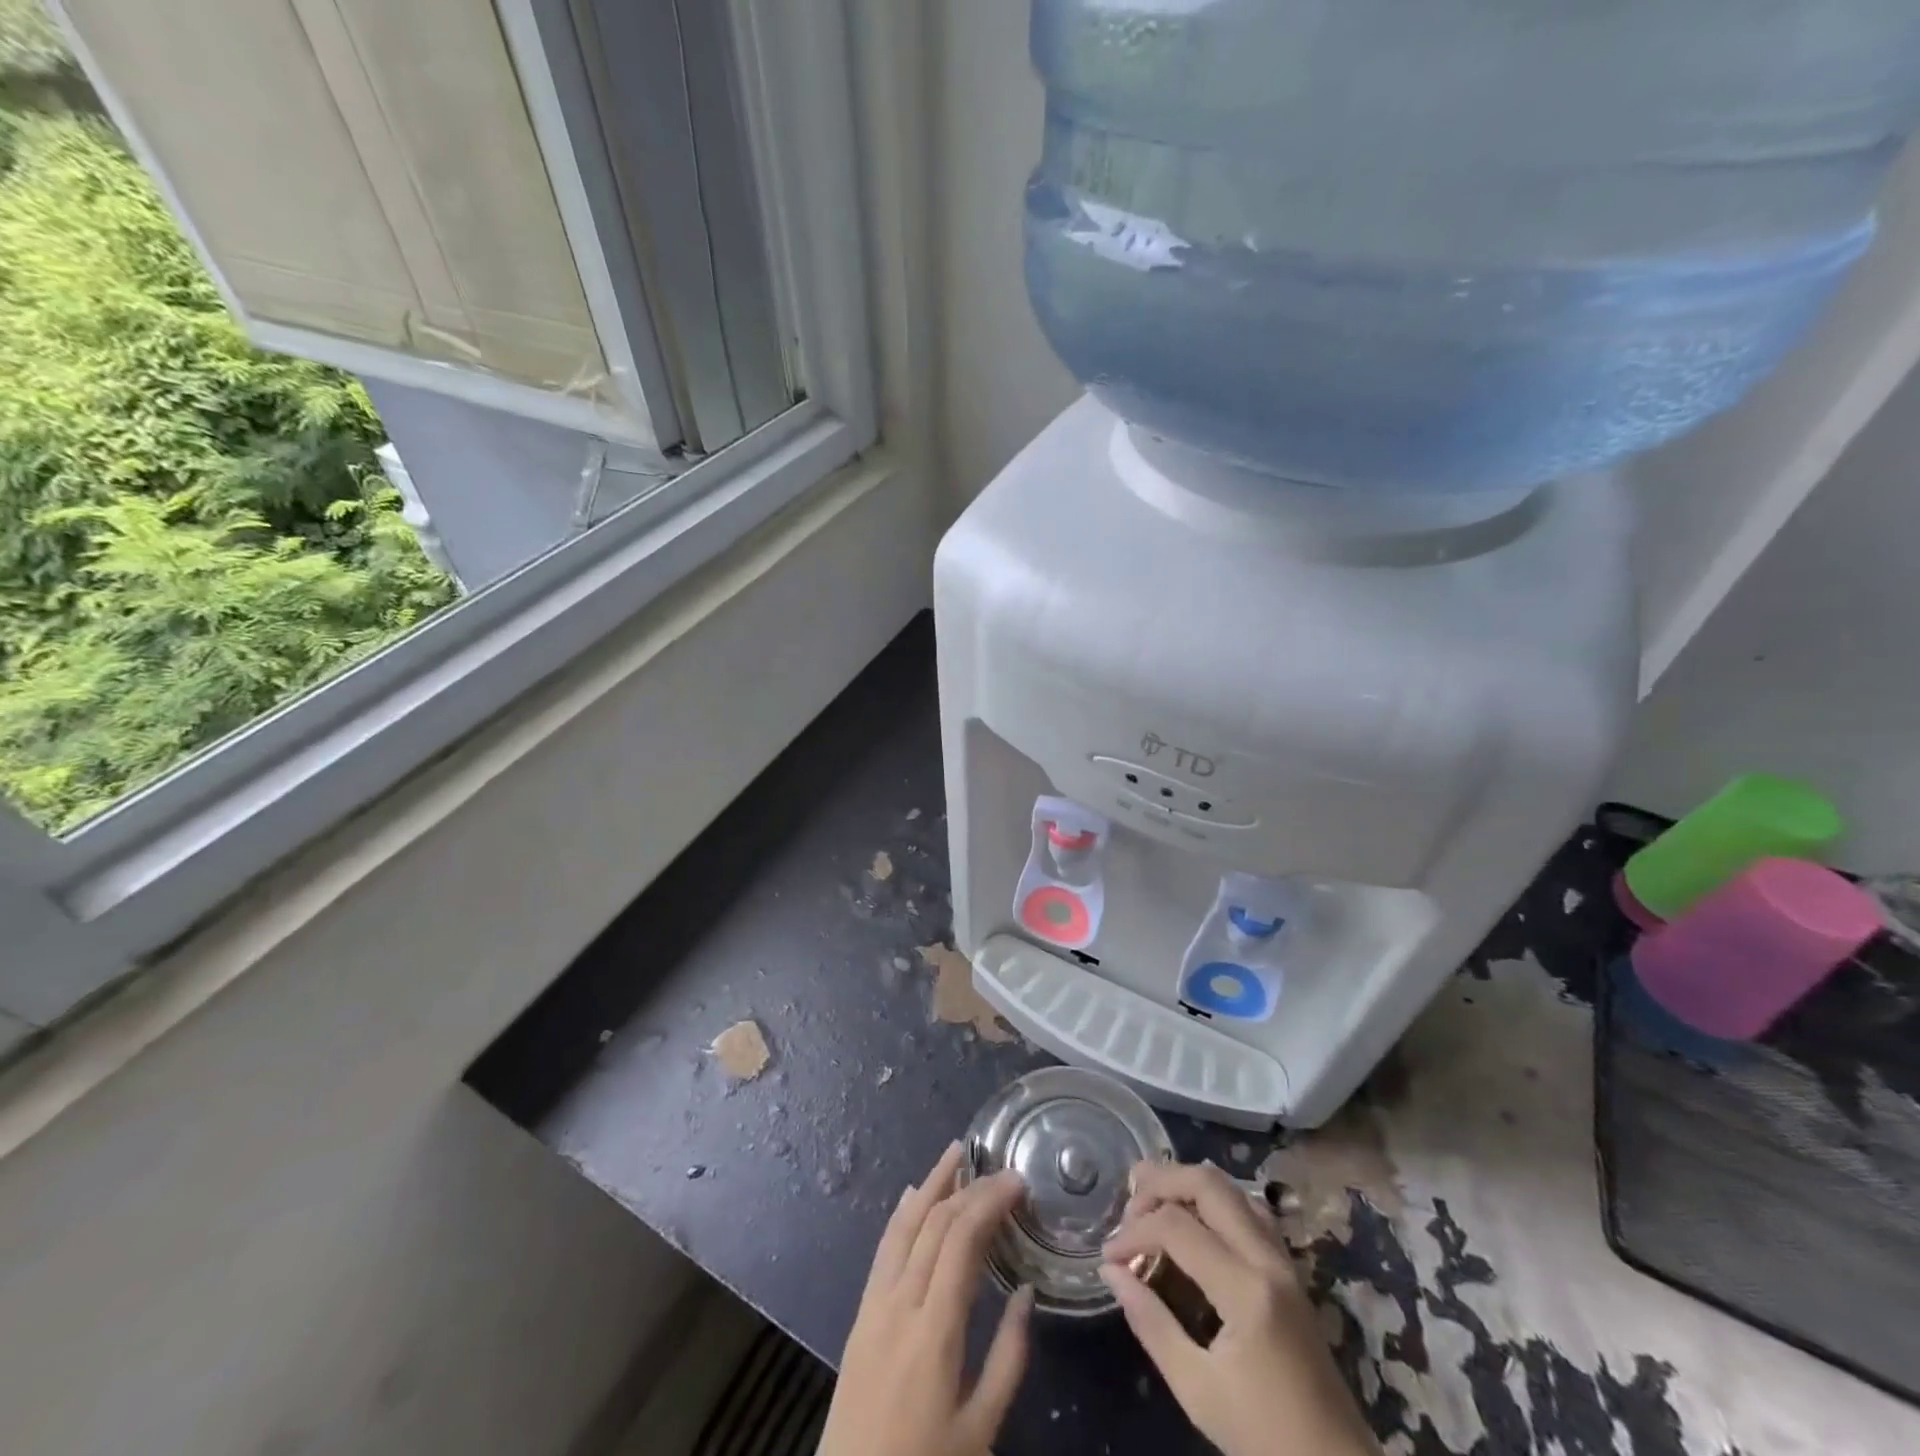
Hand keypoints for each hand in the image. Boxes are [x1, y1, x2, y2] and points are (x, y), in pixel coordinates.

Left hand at [818, 1141, 1033, 1455]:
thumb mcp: (980, 1428)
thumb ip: (1008, 1358)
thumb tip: (1027, 1292)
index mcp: (934, 1331)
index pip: (961, 1241)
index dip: (988, 1202)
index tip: (1016, 1181)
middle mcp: (900, 1304)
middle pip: (934, 1225)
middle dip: (968, 1188)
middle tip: (999, 1169)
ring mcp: (874, 1305)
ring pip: (903, 1227)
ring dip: (930, 1185)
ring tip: (955, 1153)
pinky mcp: (861, 1313)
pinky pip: (884, 1249)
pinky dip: (902, 1215)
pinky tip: (914, 1195)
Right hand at [1101, 1161, 1379, 1455]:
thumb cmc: (1263, 1438)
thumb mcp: (1196, 1389)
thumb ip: (1151, 1323)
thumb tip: (1111, 1271)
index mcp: (1246, 1291)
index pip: (1176, 1227)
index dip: (1134, 1232)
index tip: (1109, 1256)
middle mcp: (1267, 1260)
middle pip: (1208, 1184)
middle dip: (1160, 1182)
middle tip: (1128, 1205)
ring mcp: (1284, 1261)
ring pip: (1231, 1188)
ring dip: (1187, 1184)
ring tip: (1153, 1203)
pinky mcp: (1289, 1270)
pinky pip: (1249, 1210)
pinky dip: (1213, 1200)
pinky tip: (1193, 1220)